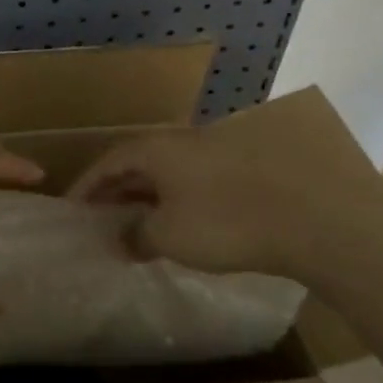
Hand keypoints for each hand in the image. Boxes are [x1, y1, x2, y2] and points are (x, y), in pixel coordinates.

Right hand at [67, 126, 382, 280]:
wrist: (310, 217)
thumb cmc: (225, 223)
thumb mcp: (170, 236)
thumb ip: (138, 236)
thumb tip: (121, 240)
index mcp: (156, 149)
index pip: (108, 163)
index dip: (87, 186)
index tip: (72, 210)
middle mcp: (181, 143)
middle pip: (138, 165)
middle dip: (117, 192)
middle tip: (101, 220)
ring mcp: (215, 153)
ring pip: (168, 174)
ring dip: (149, 198)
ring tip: (139, 227)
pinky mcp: (244, 170)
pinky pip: (195, 183)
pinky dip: (178, 202)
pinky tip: (184, 226)